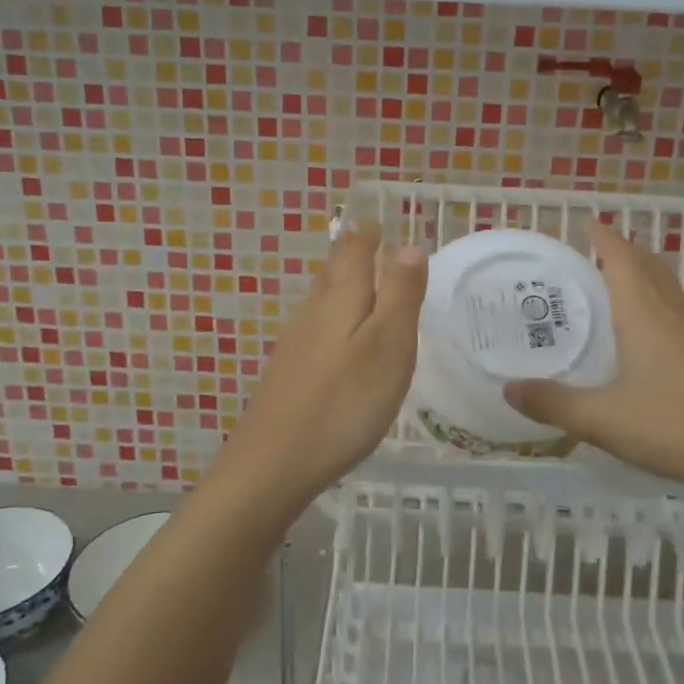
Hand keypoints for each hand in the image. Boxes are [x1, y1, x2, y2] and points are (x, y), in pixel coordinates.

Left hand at [209, 227, 426, 512]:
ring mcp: (295, 344)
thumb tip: (409, 246)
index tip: (376, 220)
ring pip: (321, 301)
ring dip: (340, 285)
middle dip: (351, 255)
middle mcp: (312, 313)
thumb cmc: (344, 402)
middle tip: (368, 242)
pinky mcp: (288, 373)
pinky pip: (314, 330)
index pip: (353, 251)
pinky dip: (331, 320)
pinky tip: (336, 340)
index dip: (366, 234)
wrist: (274, 463)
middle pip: (332, 273)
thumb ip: (400, 295)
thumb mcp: (388, 346)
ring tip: (358, 282)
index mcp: (339, 300)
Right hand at [503, 222, 683, 508]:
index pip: (623, 260)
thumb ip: (553, 404)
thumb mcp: (602, 419)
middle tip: (594, 251)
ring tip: (617, 284)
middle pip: (649, 267)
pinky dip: (658, 305)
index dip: (604, 238)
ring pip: (668, 290)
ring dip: (644, 276)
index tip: (586, 223)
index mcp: (645, 315)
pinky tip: (650, 335)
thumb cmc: (675, 425)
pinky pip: (680, 315)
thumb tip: (508, 390)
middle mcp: (674, 315)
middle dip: (623, 252)